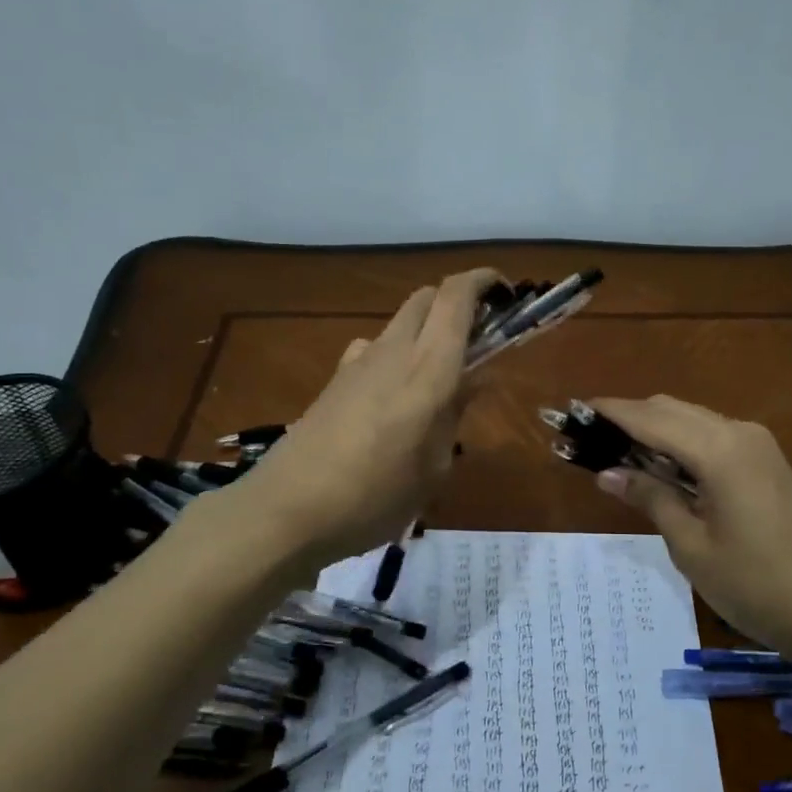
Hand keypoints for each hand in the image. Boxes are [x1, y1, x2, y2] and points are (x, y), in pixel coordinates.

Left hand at [236, 269, 497, 568]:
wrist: (287, 511)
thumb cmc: (376, 496)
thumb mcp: (434, 467)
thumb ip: (454, 415)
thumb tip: (474, 380)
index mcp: (428, 368)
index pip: (455, 297)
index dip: (482, 281)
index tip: (505, 292)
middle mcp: (393, 351)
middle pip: (426, 297)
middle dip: (456, 302)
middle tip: (479, 336)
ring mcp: (358, 362)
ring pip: (400, 322)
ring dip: (426, 330)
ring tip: (440, 376)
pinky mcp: (334, 380)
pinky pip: (375, 349)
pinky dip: (397, 355)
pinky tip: (395, 396)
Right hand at [590, 396, 791, 666]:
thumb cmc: (758, 586)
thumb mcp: (692, 546)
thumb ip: (650, 498)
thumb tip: (607, 473)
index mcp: (717, 449)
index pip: (649, 418)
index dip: (609, 412)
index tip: (572, 412)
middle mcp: (737, 432)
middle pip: (670, 409)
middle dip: (628, 419)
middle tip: (589, 443)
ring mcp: (757, 444)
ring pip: (691, 420)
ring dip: (654, 431)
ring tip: (617, 458)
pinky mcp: (766, 461)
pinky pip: (711, 437)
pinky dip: (680, 444)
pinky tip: (661, 471)